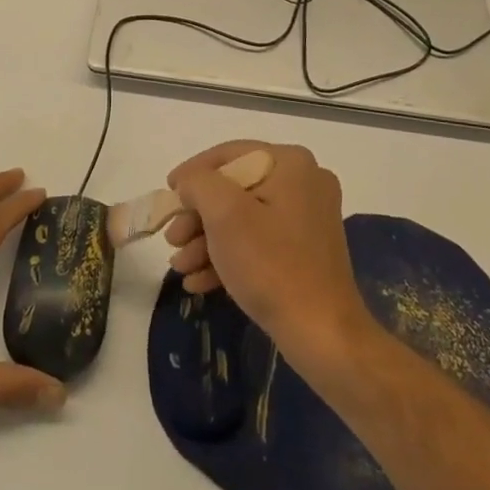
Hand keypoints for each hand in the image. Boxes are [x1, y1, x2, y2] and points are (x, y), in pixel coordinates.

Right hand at [162, 141, 374, 371]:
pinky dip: (228, 257)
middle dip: (197, 216)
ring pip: (243, 219)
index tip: (166, 192)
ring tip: (180, 267)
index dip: (192, 172)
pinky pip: (259, 242)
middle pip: (234, 189)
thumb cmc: (271, 264)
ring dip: (206, 241)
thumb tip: (189, 183)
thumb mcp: (224, 213)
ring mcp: (307, 219)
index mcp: (291, 163)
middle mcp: (304, 183)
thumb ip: (198, 183)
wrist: (322, 334)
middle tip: (172, 239)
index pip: (229, 155)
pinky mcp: (305, 252)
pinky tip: (198, 281)